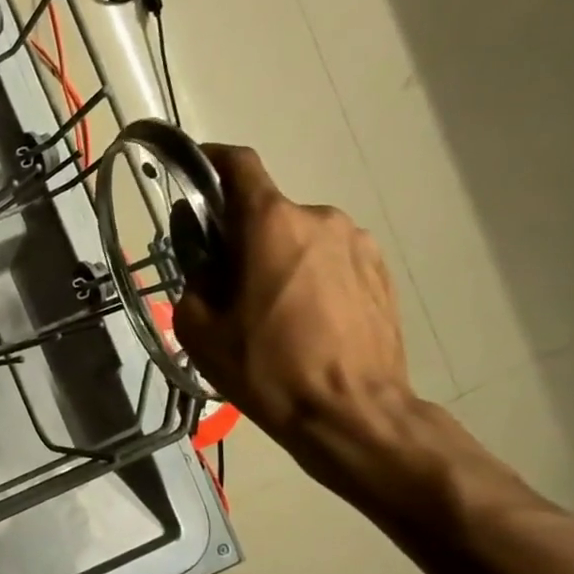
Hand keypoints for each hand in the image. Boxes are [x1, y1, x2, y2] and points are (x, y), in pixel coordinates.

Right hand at [174, 144, 416, 472]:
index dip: (210, 160)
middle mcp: (319, 218)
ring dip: (276, 258)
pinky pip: (329, 259)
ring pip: (299, 237)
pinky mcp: (380, 271)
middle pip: (266, 211)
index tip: (193, 172)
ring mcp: (358, 243)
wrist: (351, 413)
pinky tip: (302, 320)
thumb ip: (194, 277)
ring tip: (267, 311)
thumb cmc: (265, 368)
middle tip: (223, 283)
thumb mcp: (199, 327)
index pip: (238, 166)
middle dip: (239, 236)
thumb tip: (204, 254)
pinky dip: (307, 275)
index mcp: (271, 224)